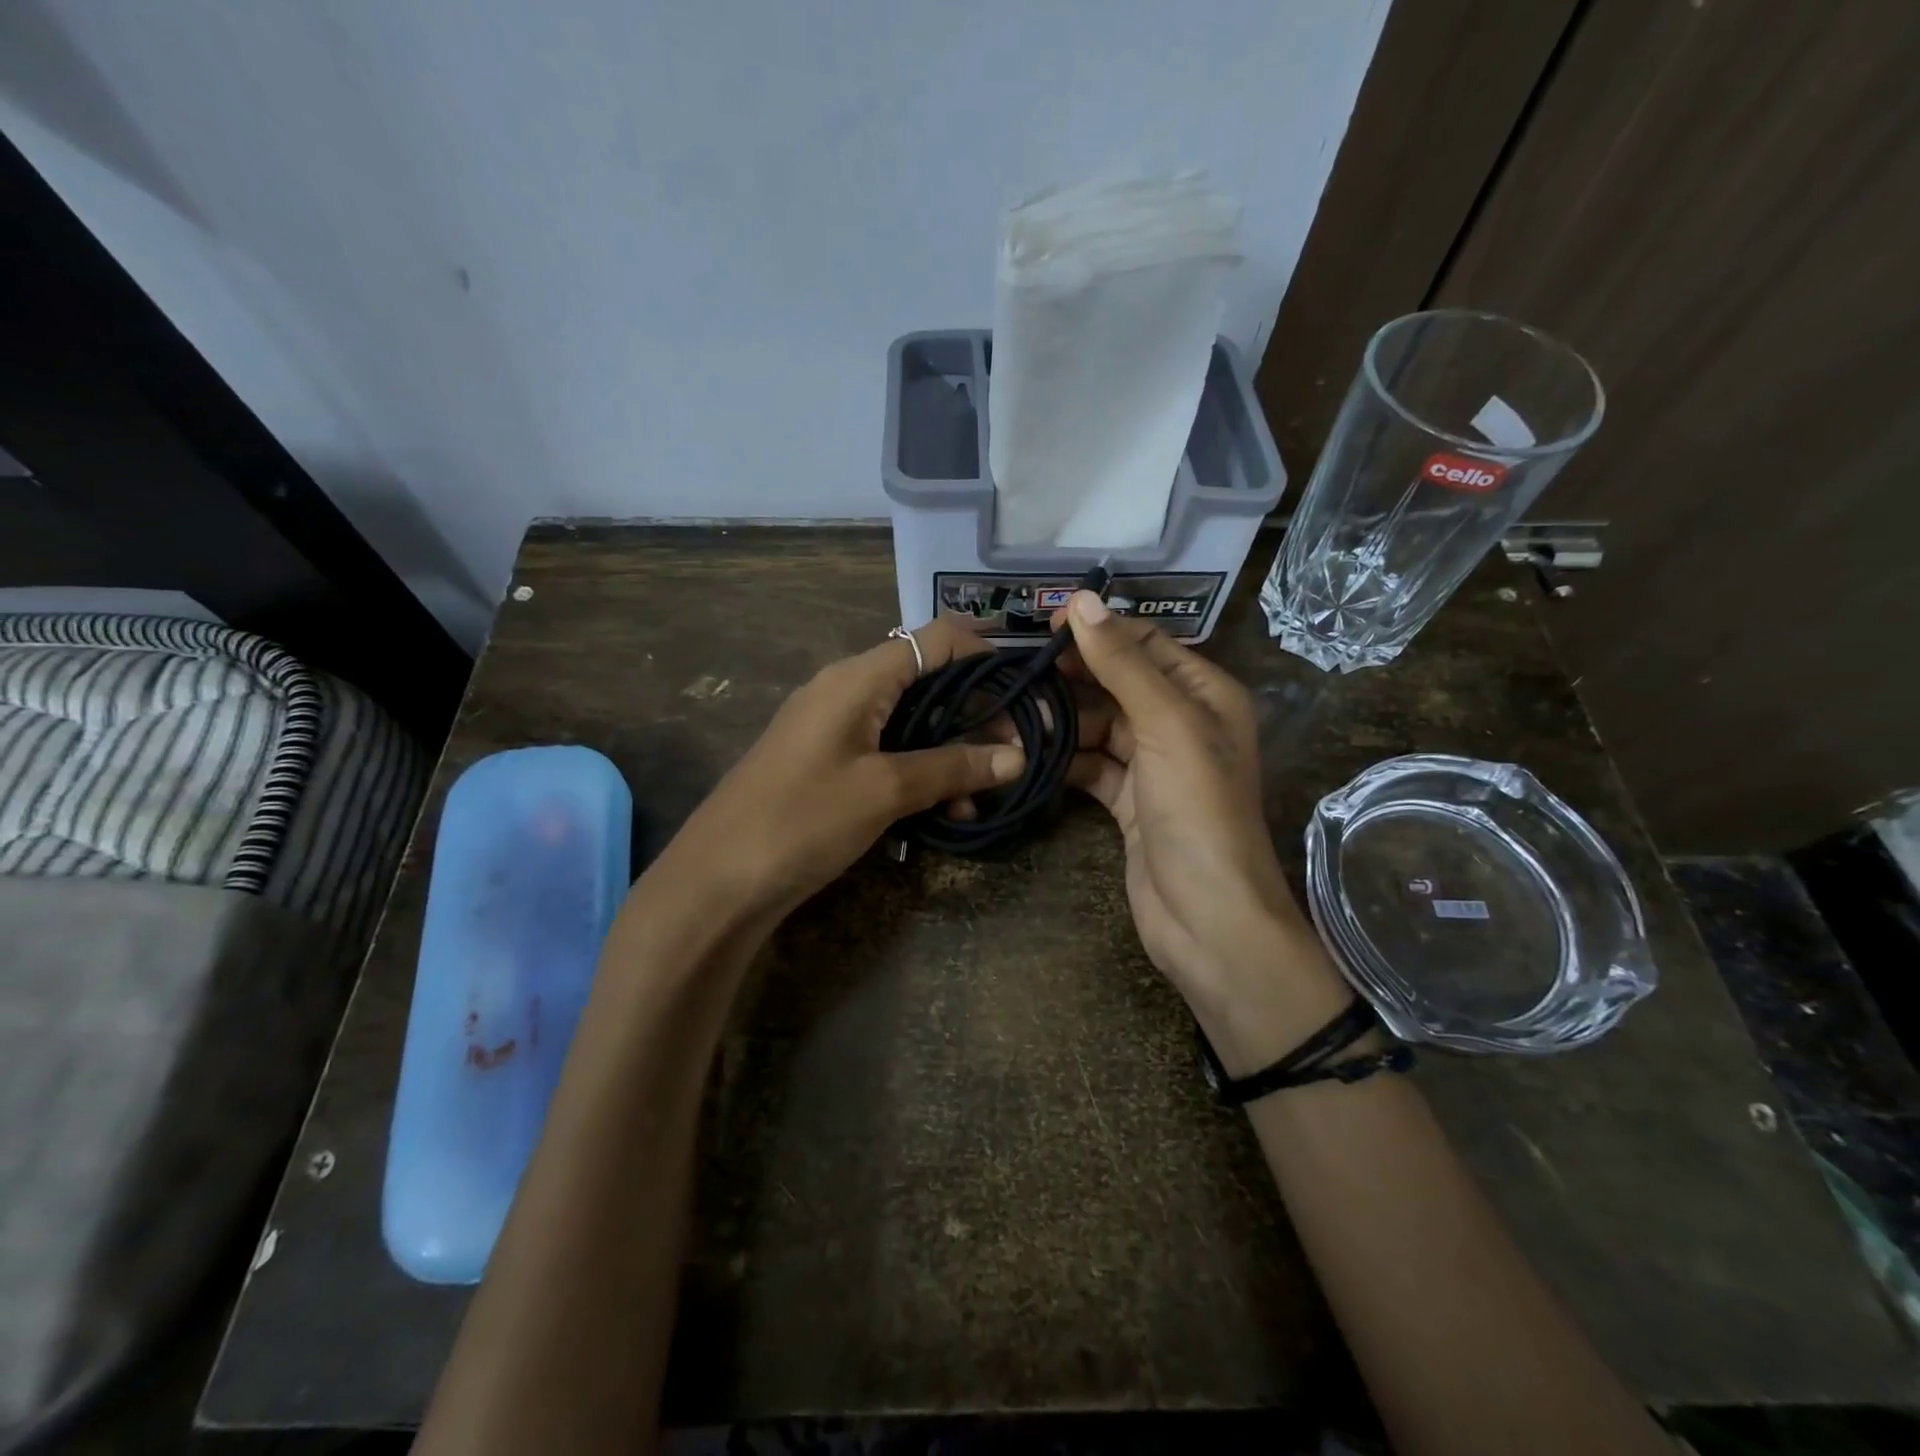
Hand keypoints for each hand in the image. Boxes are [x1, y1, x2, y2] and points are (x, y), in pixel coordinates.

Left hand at [662, 615, 1023, 919]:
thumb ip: (952, 768)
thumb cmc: (802, 819)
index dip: (985, 656)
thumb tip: (1016, 756)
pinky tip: (945, 812)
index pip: (936, 639)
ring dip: (950, 751)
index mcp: (858, 677)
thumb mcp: (884, 791)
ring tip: (981, 796)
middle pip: (927, 680)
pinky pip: (886, 752)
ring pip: (910, 722)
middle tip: (1015, 753)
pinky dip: (919, 772)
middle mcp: (846, 689)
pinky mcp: (826, 762)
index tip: (1025, 694)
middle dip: (975, 713)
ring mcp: (833, 726)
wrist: (717, 880)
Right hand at [1054, 592, 1350, 1071]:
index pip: (1146, 644)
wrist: (1208, 918)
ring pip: (1099, 726)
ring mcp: (1154, 766)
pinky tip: (1027, 754)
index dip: (1099, 630)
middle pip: (1118, 684)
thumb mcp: (1166, 725)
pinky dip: (1063, 759)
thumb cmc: (1198, 811)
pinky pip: (1091, 766)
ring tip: (1010, 716)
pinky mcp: (1129, 803)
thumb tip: (1084, 601)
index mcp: (1205, 695)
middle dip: (1072, 678)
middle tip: (1016, 673)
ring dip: (1060, 721)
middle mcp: (1182, 723)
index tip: (1045, 626)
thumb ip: (1124, 664)